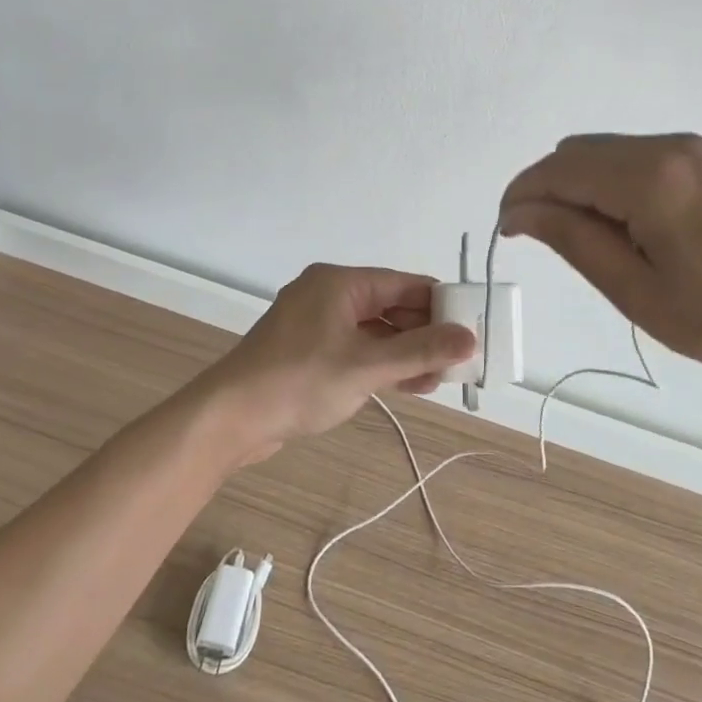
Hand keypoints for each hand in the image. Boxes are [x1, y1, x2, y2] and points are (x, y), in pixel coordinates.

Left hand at [196, 264, 477, 464]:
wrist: (230, 418)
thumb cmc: (299, 381)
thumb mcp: (366, 366)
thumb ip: (420, 351)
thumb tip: (469, 339)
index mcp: (340, 283)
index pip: (404, 284)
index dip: (440, 304)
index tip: (472, 326)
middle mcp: (329, 295)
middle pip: (390, 306)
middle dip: (425, 332)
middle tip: (459, 359)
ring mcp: (316, 324)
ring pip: (375, 330)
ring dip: (406, 352)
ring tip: (441, 377)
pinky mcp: (309, 351)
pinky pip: (356, 348)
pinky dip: (382, 363)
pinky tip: (410, 383)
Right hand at [500, 134, 701, 397]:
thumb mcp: (641, 293)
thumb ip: (574, 241)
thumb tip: (520, 211)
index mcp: (653, 178)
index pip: (560, 170)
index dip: (522, 196)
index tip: (508, 232)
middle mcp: (673, 145)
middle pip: (580, 151)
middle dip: (551, 189)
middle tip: (554, 243)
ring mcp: (700, 146)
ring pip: (611, 150)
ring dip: (586, 185)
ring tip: (601, 241)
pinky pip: (645, 155)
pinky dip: (620, 181)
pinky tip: (641, 225)